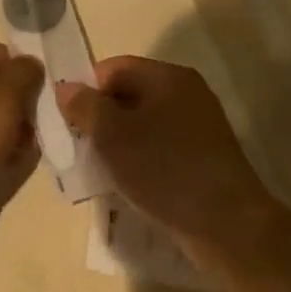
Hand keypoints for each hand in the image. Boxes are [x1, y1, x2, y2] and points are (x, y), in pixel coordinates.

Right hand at [57, 57, 280, 265]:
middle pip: (127, 95)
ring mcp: (196, 126)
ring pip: (140, 124)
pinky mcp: (200, 156)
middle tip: (77, 148)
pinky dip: (136, 160)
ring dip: (115, 143)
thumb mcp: (112, 134)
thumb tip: (66, 88)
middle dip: (98, 119)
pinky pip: (157, 147)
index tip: (66, 122)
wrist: (225, 223)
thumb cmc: (164, 169)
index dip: (84, 90)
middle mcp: (186, 93)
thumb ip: (85, 106)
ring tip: (97, 169)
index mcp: (167, 77)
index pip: (112, 68)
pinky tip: (124, 183)